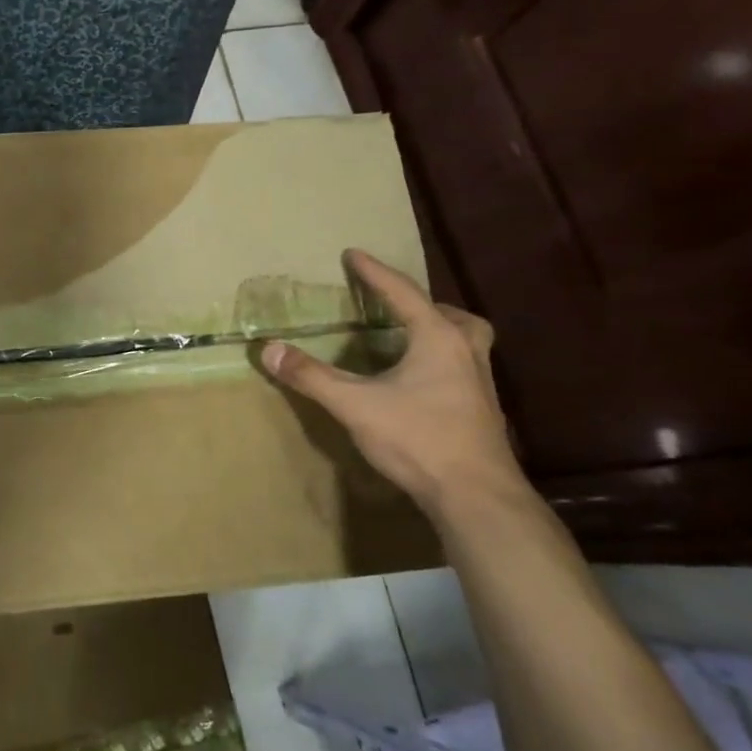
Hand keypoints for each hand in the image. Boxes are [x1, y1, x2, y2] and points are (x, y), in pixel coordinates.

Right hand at [262, 250, 525, 520]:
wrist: (476, 497)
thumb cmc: (418, 439)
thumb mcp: (355, 404)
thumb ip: (311, 376)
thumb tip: (269, 349)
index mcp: (438, 339)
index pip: (403, 292)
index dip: (374, 272)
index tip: (353, 253)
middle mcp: (466, 352)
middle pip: (450, 314)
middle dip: (420, 304)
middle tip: (394, 306)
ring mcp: (480, 383)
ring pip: (465, 341)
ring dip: (439, 331)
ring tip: (408, 340)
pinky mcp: (482, 411)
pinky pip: (463, 367)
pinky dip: (442, 361)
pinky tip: (420, 383)